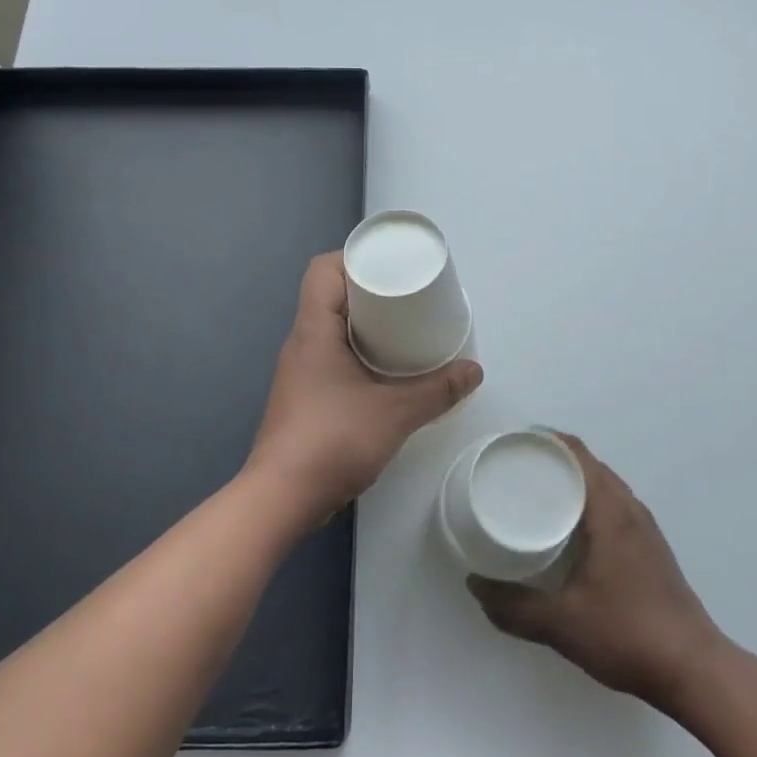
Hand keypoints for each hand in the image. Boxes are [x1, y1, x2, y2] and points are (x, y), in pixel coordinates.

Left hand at [249, 253, 483, 522]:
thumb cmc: (333, 440)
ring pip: (331, 330)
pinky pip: (331, 358)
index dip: (353, 259)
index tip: (389, 267)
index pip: (322, 270)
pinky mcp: (304, 398)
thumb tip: (474, 371)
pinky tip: (385, 373)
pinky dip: (358, 354)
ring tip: (403, 331)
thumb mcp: (395, 413)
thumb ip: (437, 391)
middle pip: (330, 297)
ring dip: (364, 326)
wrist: (282, 497)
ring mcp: (299, 372)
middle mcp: (301, 343)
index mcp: (314, 330)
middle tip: (407, 298)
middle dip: (368, 292)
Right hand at [467, 434, 719, 709]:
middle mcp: (630, 510)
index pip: (578, 454)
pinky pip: (614, 505)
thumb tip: (474, 585)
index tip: (513, 444)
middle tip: (514, 469)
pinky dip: (588, 501)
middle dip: (553, 459)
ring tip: (536, 493)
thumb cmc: (628, 634)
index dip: (546, 441)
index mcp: (611, 512)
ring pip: (604, 486)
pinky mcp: (650, 548)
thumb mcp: (562, 623)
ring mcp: (645, 529)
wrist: (694, 670)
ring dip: (573, 481)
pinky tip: (569, 529)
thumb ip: (515, 606)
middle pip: (590, 465)